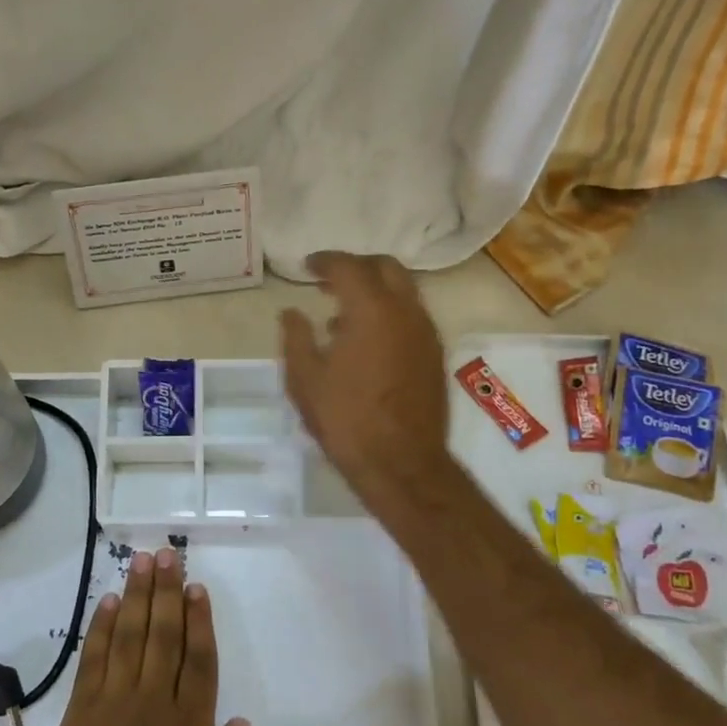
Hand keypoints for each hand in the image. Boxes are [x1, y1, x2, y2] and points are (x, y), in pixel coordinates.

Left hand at [36, 548, 253, 725]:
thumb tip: (242, 723)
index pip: (198, 660)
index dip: (199, 620)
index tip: (196, 587)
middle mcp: (153, 702)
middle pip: (163, 634)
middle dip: (166, 592)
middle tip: (166, 554)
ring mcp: (114, 702)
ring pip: (128, 635)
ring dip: (135, 595)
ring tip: (140, 561)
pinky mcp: (81, 710)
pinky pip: (93, 657)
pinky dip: (100, 627)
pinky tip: (107, 601)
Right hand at [280, 250, 452, 493]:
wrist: (401, 464)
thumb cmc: (346, 419)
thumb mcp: (305, 379)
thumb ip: (296, 337)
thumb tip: (291, 312)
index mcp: (372, 310)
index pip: (349, 267)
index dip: (325, 261)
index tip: (307, 267)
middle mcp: (406, 312)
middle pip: (387, 268)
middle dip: (357, 266)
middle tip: (329, 280)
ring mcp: (426, 333)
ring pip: (404, 291)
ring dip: (375, 290)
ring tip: (341, 313)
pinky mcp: (434, 355)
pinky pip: (412, 316)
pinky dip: (389, 312)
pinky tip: (365, 341)